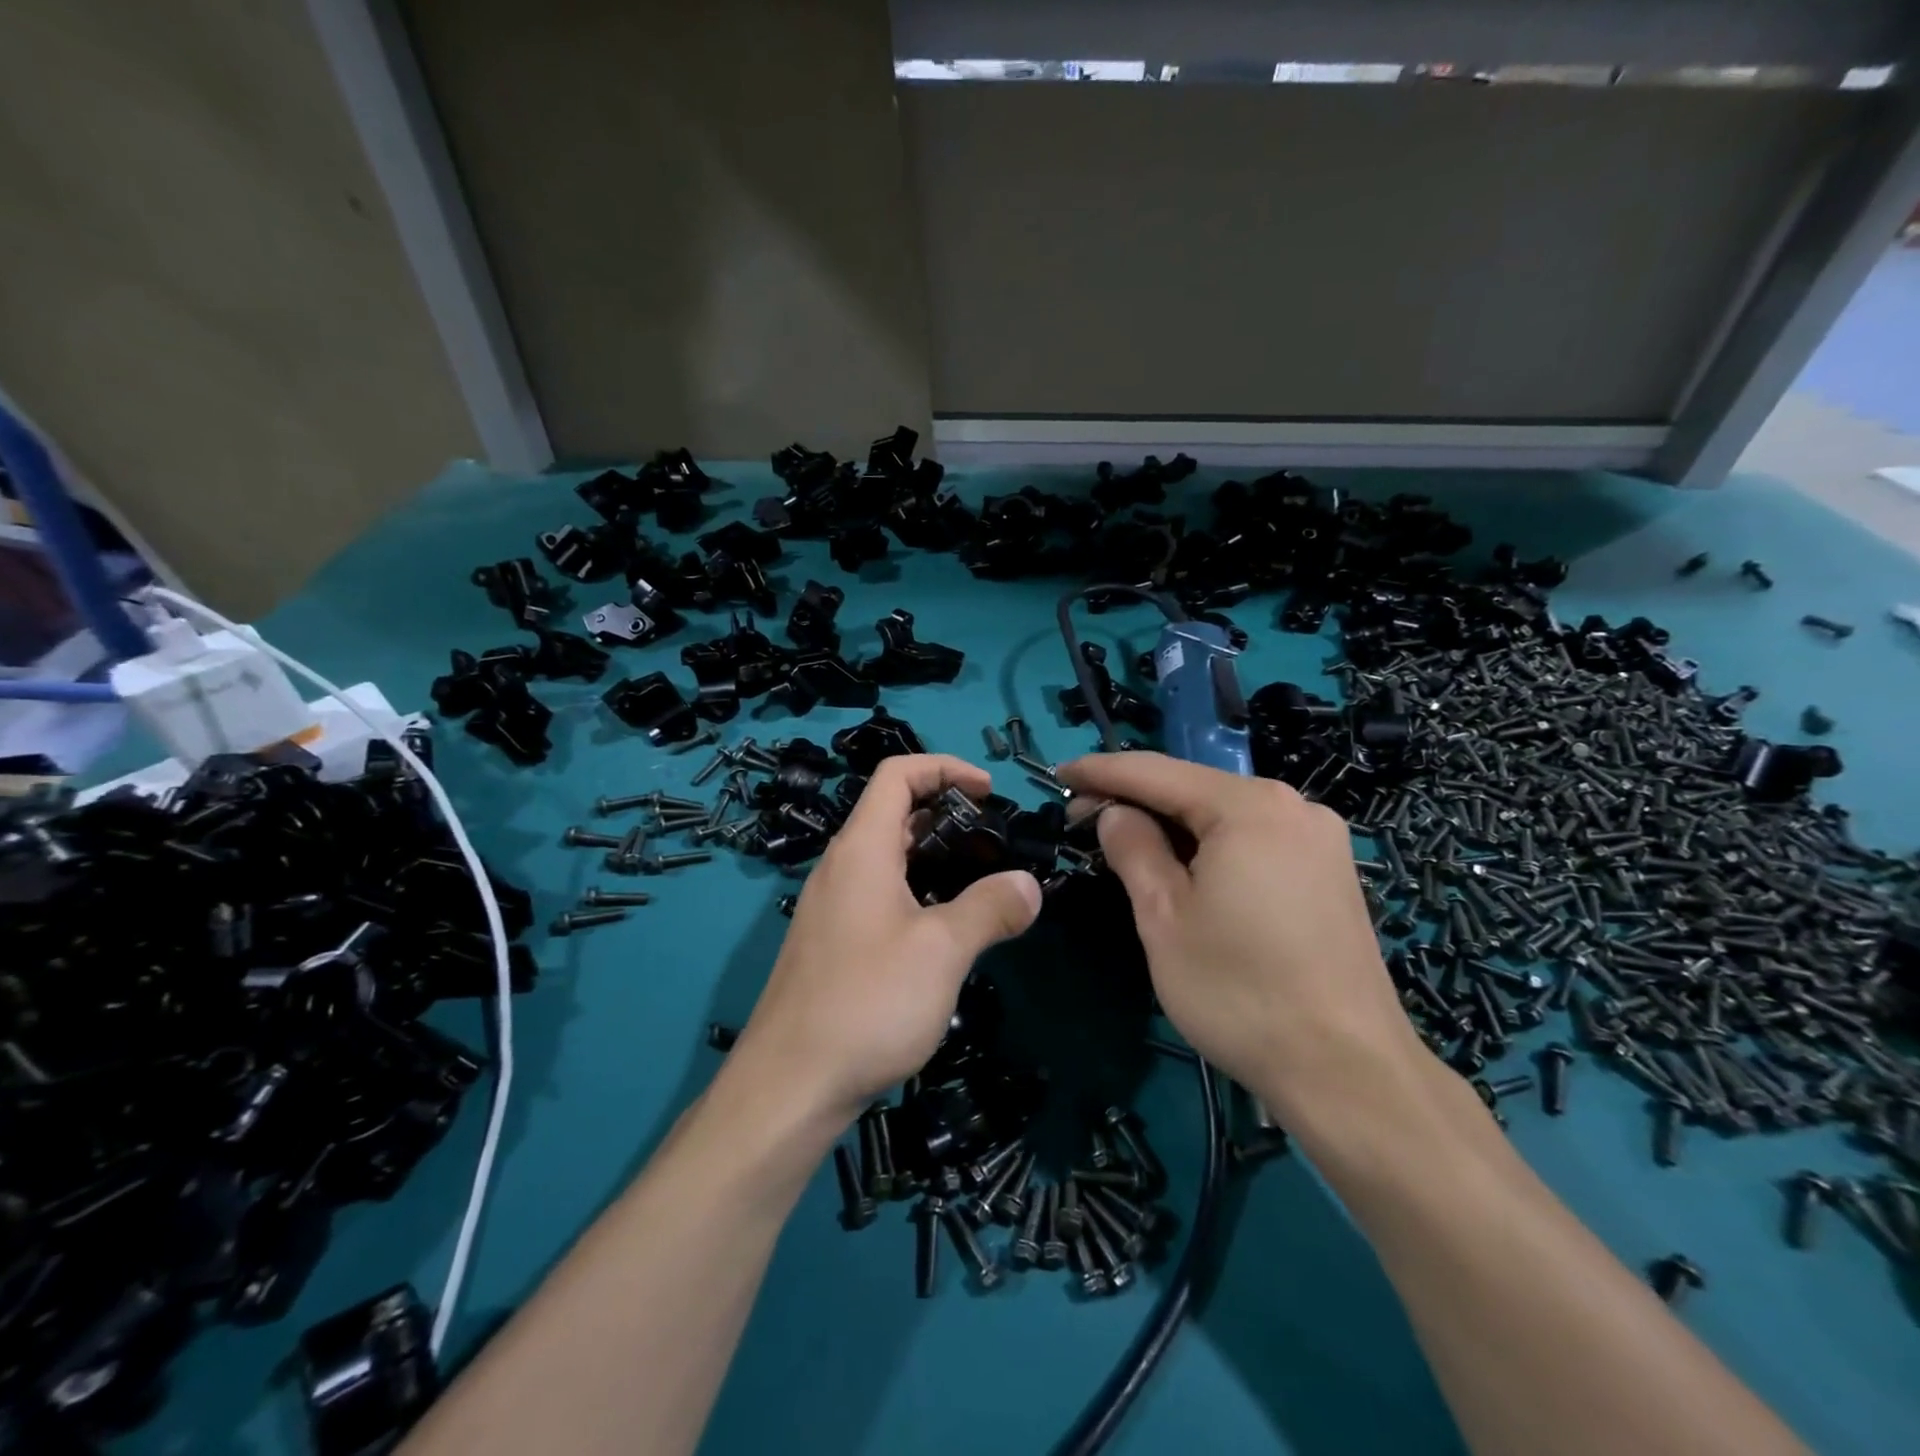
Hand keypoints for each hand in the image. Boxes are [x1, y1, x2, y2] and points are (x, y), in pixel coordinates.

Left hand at [732, 755, 1042, 1124]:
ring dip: (934, 857)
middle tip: (994, 841)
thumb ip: (990, 908)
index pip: (898, 775)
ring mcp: (832, 907)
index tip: (989, 791)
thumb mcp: (942, 950)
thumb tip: (1029, 885)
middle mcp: (841, 867)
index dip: (945, 767)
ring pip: (888, 858)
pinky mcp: (832, 943)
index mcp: (861, 848)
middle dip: (947, 813)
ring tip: (981, 883)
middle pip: (893, 813)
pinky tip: (945, 931)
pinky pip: (880, 895)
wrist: (789, 1085)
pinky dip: (917, 891)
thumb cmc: (868, 1001)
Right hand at [1057, 752, 1427, 1131]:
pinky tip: (1185, 868)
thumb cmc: (1240, 992)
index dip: (1101, 771)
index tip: (1058, 774)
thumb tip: (1114, 813)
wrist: (1349, 1074)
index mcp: (1249, 806)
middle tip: (1083, 819)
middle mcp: (1292, 805)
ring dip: (1173, 824)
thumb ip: (1133, 849)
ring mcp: (1319, 838)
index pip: (1156, 772)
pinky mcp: (1330, 871)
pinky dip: (1210, 844)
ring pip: (1224, 814)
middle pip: (1194, 788)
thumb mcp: (1164, 918)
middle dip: (1136, 799)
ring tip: (1125, 843)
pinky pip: (1254, 838)